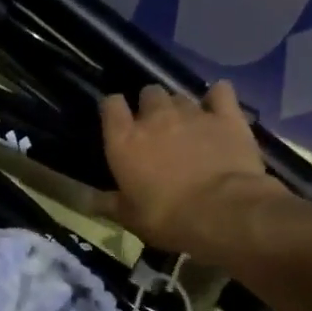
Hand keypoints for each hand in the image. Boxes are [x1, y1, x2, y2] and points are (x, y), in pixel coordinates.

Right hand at [98, 82, 280, 261]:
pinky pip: (220, 91)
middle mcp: (156, 118)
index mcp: (124, 141)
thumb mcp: (129, 218)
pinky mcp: (226, 116)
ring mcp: (193, 113)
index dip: (114, 110)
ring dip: (179, 108)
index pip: (111, 105)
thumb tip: (85, 200)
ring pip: (180, 96)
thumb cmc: (167, 218)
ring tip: (186, 127)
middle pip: (148, 93)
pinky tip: (217, 109)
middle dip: (150, 106)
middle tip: (156, 130)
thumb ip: (107, 203)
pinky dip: (216, 98)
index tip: (118, 121)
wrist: (222, 212)